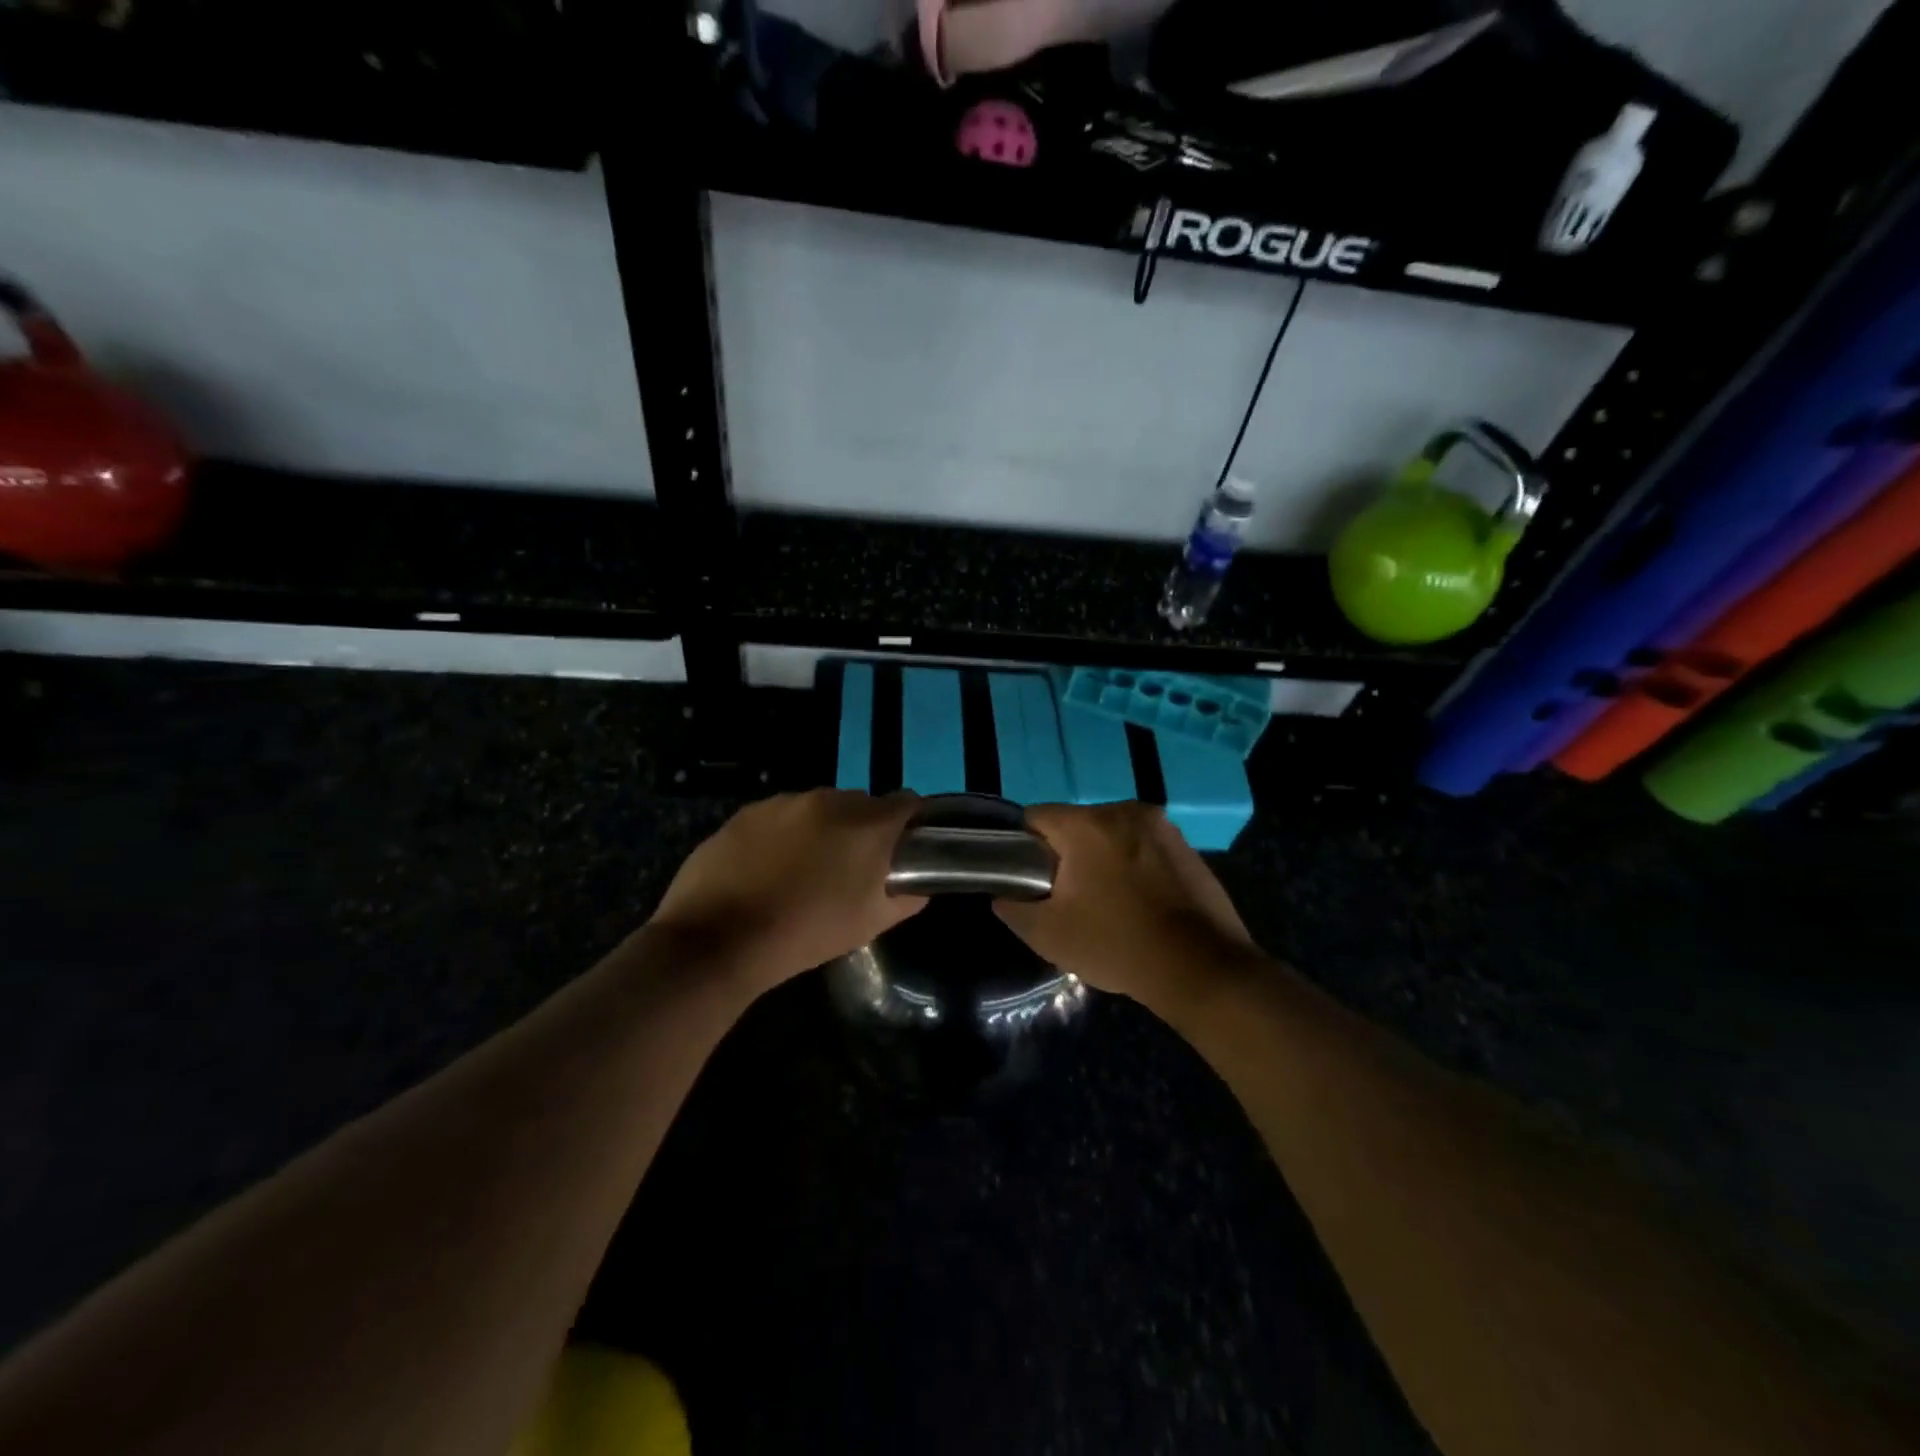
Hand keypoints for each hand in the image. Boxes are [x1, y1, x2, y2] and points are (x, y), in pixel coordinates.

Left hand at [648, 789, 925, 993]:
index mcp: (867, 824)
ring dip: (822, 829)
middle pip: (861, 804)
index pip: (907, 803)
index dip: (910, 824)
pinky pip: (780, 815)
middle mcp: (829, 799)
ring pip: (819, 807)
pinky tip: (768, 868)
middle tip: (851, 867)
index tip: (903, 848)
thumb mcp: (868, 925)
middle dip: (863, 829)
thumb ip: (905, 897)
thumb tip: (917, 885)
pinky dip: (784, 834)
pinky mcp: (748, 811)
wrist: (718, 939)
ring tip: (804, 870)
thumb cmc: (805, 934)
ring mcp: (784, 802)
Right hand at [995, 802, 1254, 1008]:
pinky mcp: (1186, 846)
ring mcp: (1162, 826)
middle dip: (1064, 854)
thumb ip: (1013, 908)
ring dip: (1100, 858)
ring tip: (1104, 901)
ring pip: (1110, 834)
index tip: (1027, 880)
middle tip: (1064, 896)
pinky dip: (1132, 865)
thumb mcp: (1048, 935)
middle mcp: (1125, 810)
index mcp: (1087, 824)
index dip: (1022, 847)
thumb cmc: (1117, 945)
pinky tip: (1137, 902)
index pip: (1035, 818)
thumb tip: (1004, 895)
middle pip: (1075, 824)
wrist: (1202, 969)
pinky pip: (1141, 846)